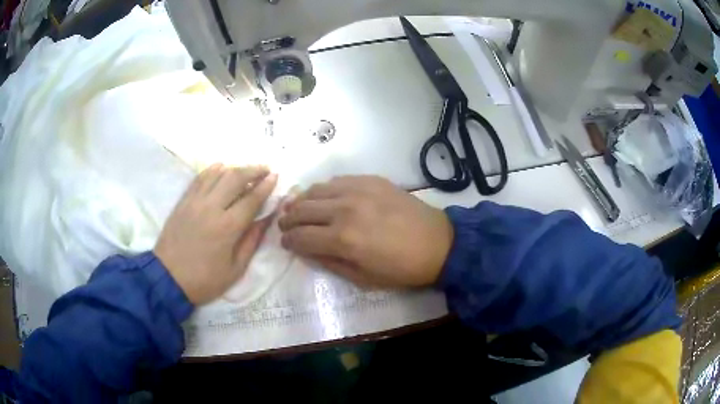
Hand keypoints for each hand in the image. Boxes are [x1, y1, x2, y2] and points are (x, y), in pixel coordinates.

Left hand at [155, 164, 277, 304]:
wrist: (168, 278)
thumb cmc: (205, 279)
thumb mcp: (235, 269)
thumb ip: (252, 241)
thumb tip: (266, 219)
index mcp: (228, 227)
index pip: (251, 199)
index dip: (266, 186)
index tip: (276, 176)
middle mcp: (212, 207)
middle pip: (235, 178)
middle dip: (253, 170)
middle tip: (265, 169)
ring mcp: (195, 201)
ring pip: (218, 174)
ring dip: (235, 168)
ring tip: (246, 170)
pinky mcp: (183, 201)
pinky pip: (200, 178)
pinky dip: (212, 170)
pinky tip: (221, 167)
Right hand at [279, 176, 452, 287]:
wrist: (438, 243)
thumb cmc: (401, 269)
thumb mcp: (362, 278)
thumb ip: (329, 262)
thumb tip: (306, 250)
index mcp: (342, 239)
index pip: (300, 236)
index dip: (288, 241)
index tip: (285, 243)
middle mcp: (344, 209)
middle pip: (301, 209)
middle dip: (288, 219)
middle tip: (285, 225)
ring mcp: (358, 190)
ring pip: (315, 190)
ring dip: (302, 201)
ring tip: (299, 209)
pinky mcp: (370, 179)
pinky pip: (337, 180)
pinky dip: (325, 190)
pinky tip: (326, 197)